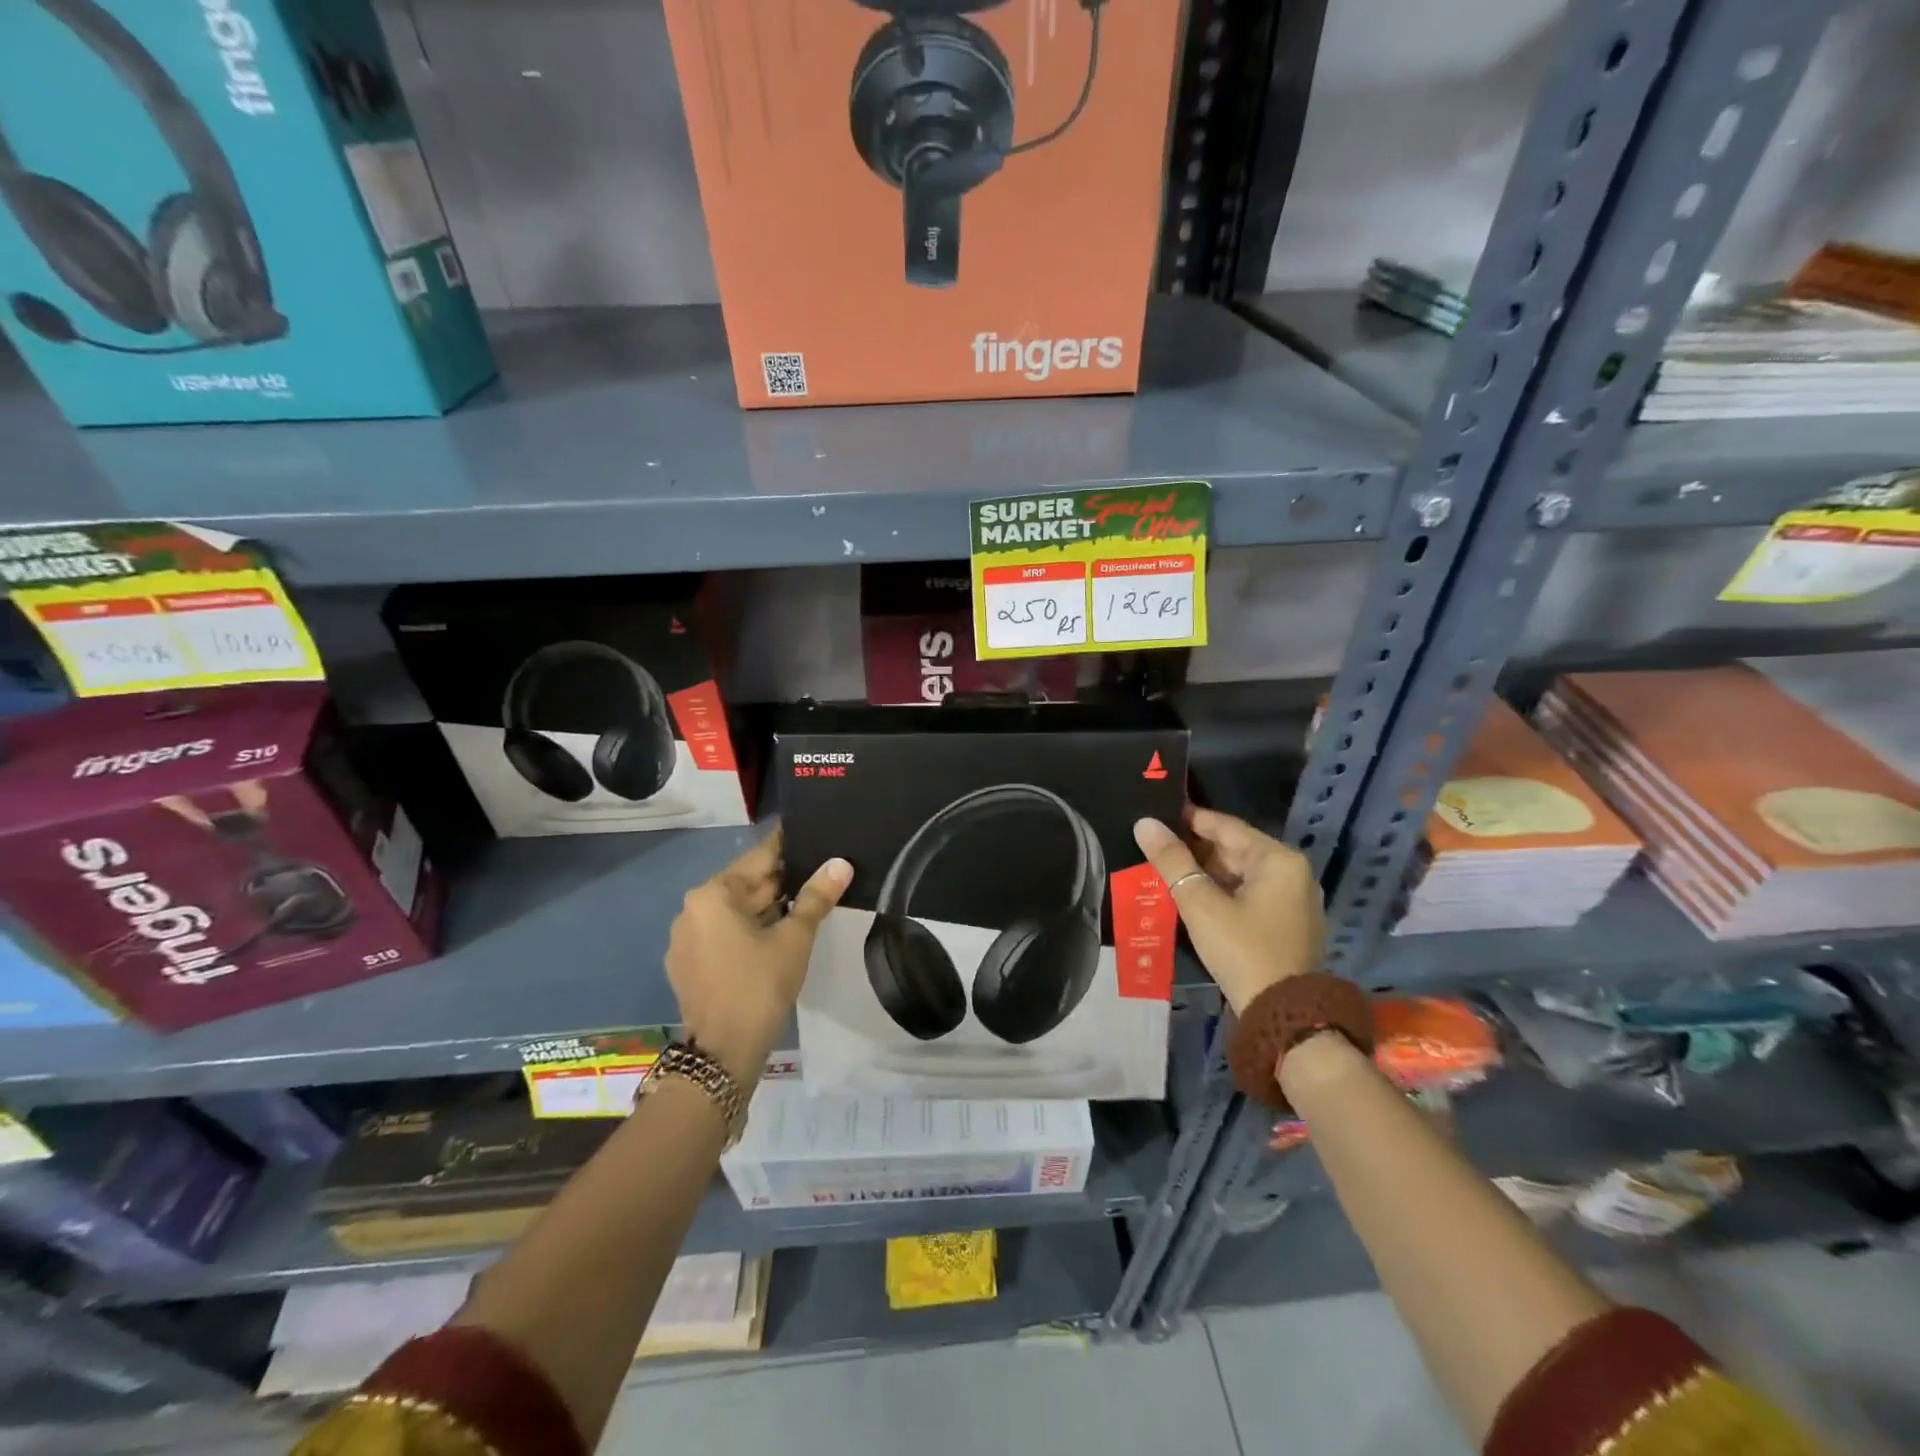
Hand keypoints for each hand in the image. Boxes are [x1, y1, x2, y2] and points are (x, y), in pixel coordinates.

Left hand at [664, 828, 851, 1086]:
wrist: (722, 1055)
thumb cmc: (759, 987)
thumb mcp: (794, 939)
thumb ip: (817, 897)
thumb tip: (841, 863)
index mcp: (712, 895)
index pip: (759, 858)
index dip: (789, 847)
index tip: (813, 834)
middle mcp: (692, 910)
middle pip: (746, 885)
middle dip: (782, 881)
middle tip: (821, 871)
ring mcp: (686, 940)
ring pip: (736, 912)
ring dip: (768, 908)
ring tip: (808, 901)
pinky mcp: (688, 965)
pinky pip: (724, 934)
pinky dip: (750, 930)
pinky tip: (779, 935)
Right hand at [1132, 809, 1324, 1014]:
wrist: (1282, 1017)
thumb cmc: (1242, 950)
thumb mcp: (1200, 903)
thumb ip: (1171, 861)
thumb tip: (1144, 823)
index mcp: (1279, 860)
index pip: (1226, 826)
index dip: (1189, 819)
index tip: (1156, 815)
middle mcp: (1292, 874)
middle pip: (1234, 850)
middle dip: (1194, 850)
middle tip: (1154, 847)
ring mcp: (1293, 901)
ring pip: (1239, 874)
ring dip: (1204, 874)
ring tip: (1164, 870)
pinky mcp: (1286, 925)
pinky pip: (1248, 895)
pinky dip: (1220, 892)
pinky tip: (1190, 897)